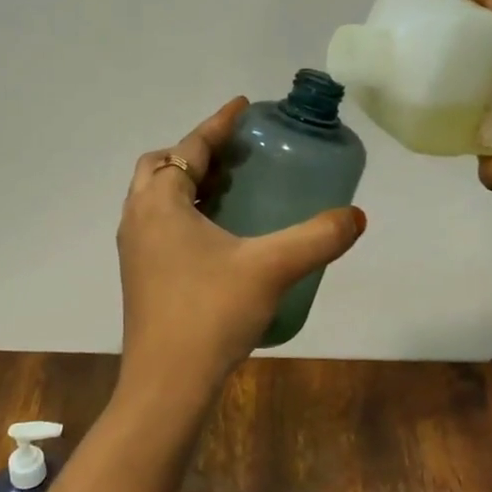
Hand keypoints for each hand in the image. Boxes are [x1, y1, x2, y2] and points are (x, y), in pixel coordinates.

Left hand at [116, 99, 366, 407]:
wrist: (166, 384)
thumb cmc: (210, 313)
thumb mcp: (271, 268)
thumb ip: (317, 238)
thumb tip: (356, 216)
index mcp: (160, 202)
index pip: (190, 148)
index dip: (217, 124)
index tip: (243, 107)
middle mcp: (139, 217)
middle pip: (161, 167)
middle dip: (195, 152)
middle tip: (235, 155)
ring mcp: (134, 249)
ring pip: (156, 198)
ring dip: (187, 184)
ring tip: (230, 189)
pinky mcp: (140, 276)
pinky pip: (158, 225)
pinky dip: (183, 213)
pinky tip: (219, 237)